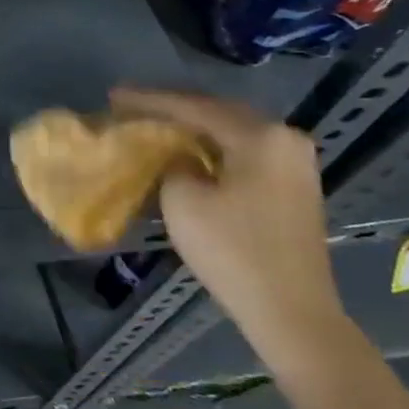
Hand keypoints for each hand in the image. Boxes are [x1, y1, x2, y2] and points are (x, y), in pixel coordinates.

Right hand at [111, 87, 346, 375]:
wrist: (291, 312)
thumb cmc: (232, 251)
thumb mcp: (182, 200)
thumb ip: (173, 164)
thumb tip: (179, 159)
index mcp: (261, 135)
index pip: (194, 107)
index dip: (149, 101)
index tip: (113, 96)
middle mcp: (285, 139)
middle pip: (217, 113)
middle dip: (173, 110)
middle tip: (131, 106)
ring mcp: (295, 164)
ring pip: (232, 133)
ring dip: (193, 129)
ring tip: (153, 124)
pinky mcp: (293, 187)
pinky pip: (244, 152)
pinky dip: (212, 148)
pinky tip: (187, 151)